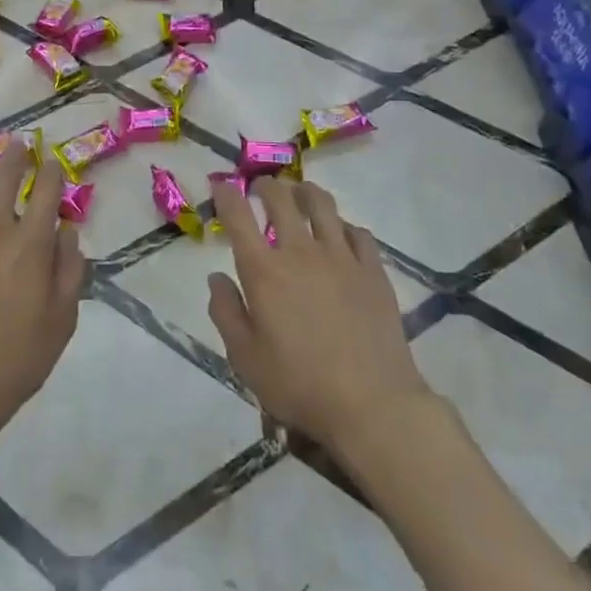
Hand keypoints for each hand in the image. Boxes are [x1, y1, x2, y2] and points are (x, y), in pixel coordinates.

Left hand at [0, 141, 86, 470]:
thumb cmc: (16, 360)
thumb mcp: (62, 321)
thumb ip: (70, 270)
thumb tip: (67, 231)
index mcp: (30, 246)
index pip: (45, 193)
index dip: (51, 172)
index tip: (52, 162)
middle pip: (4, 179)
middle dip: (15, 155)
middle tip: (18, 141)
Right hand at [206, 178, 434, 453]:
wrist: (373, 405)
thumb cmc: (300, 385)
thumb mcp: (245, 358)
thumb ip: (226, 312)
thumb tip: (216, 278)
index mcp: (263, 270)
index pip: (237, 214)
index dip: (226, 194)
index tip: (221, 187)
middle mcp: (300, 251)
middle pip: (280, 197)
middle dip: (265, 185)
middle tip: (260, 189)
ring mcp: (341, 257)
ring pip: (322, 204)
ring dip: (304, 192)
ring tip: (299, 195)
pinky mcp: (373, 270)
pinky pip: (358, 232)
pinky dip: (343, 226)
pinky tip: (340, 236)